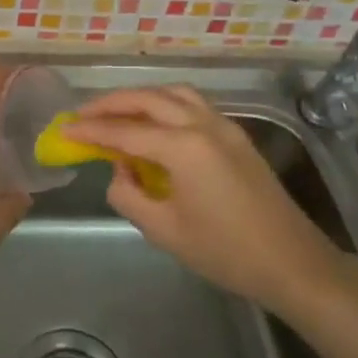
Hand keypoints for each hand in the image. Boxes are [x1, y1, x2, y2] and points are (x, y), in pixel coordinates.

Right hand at [66, 86, 339, 308]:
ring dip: (141, 98)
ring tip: (116, 114)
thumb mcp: (165, 231)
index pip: (125, 132)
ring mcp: (225, 127)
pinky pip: (193, 105)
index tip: (63, 130)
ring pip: (174, 94)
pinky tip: (154, 124)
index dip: (90, 131)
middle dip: (112, 103)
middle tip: (83, 115)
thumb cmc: (226, 252)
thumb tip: (119, 173)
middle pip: (148, 99)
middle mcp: (203, 125)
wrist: (293, 263)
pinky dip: (166, 105)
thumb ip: (129, 196)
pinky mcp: (237, 136)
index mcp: (184, 147)